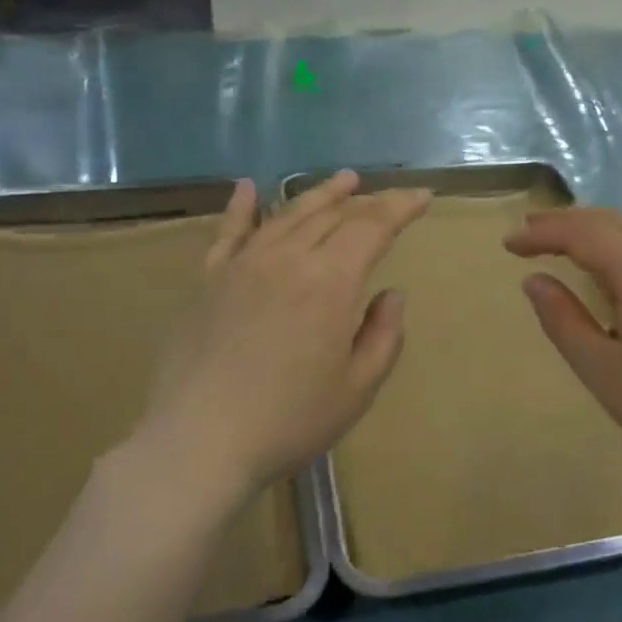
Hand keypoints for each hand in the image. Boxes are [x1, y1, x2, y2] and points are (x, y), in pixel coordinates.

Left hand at [135, 171, 431, 512]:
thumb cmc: (289, 421)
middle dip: (365, 200)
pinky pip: (229, 231)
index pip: (372, 227)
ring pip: (287, 214)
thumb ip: (383, 335)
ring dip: (319, 194)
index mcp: (330, 282)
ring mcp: (242, 264)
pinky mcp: (207, 279)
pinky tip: (248, 187)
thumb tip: (390, 293)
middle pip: (332, 215)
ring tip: (342, 181)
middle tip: (387, 196)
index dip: (400, 208)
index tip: (422, 198)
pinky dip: (241, 206)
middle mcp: (287, 258)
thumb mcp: (357, 388)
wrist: (200, 441)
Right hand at [504, 207, 621, 483]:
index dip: (541, 233)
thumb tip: (534, 281)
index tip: (508, 244)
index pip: (581, 234)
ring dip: (597, 227)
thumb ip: (561, 319)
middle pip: (610, 220)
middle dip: (566, 221)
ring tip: (566, 240)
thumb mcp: (599, 366)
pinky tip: (617, 262)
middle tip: (530, 231)